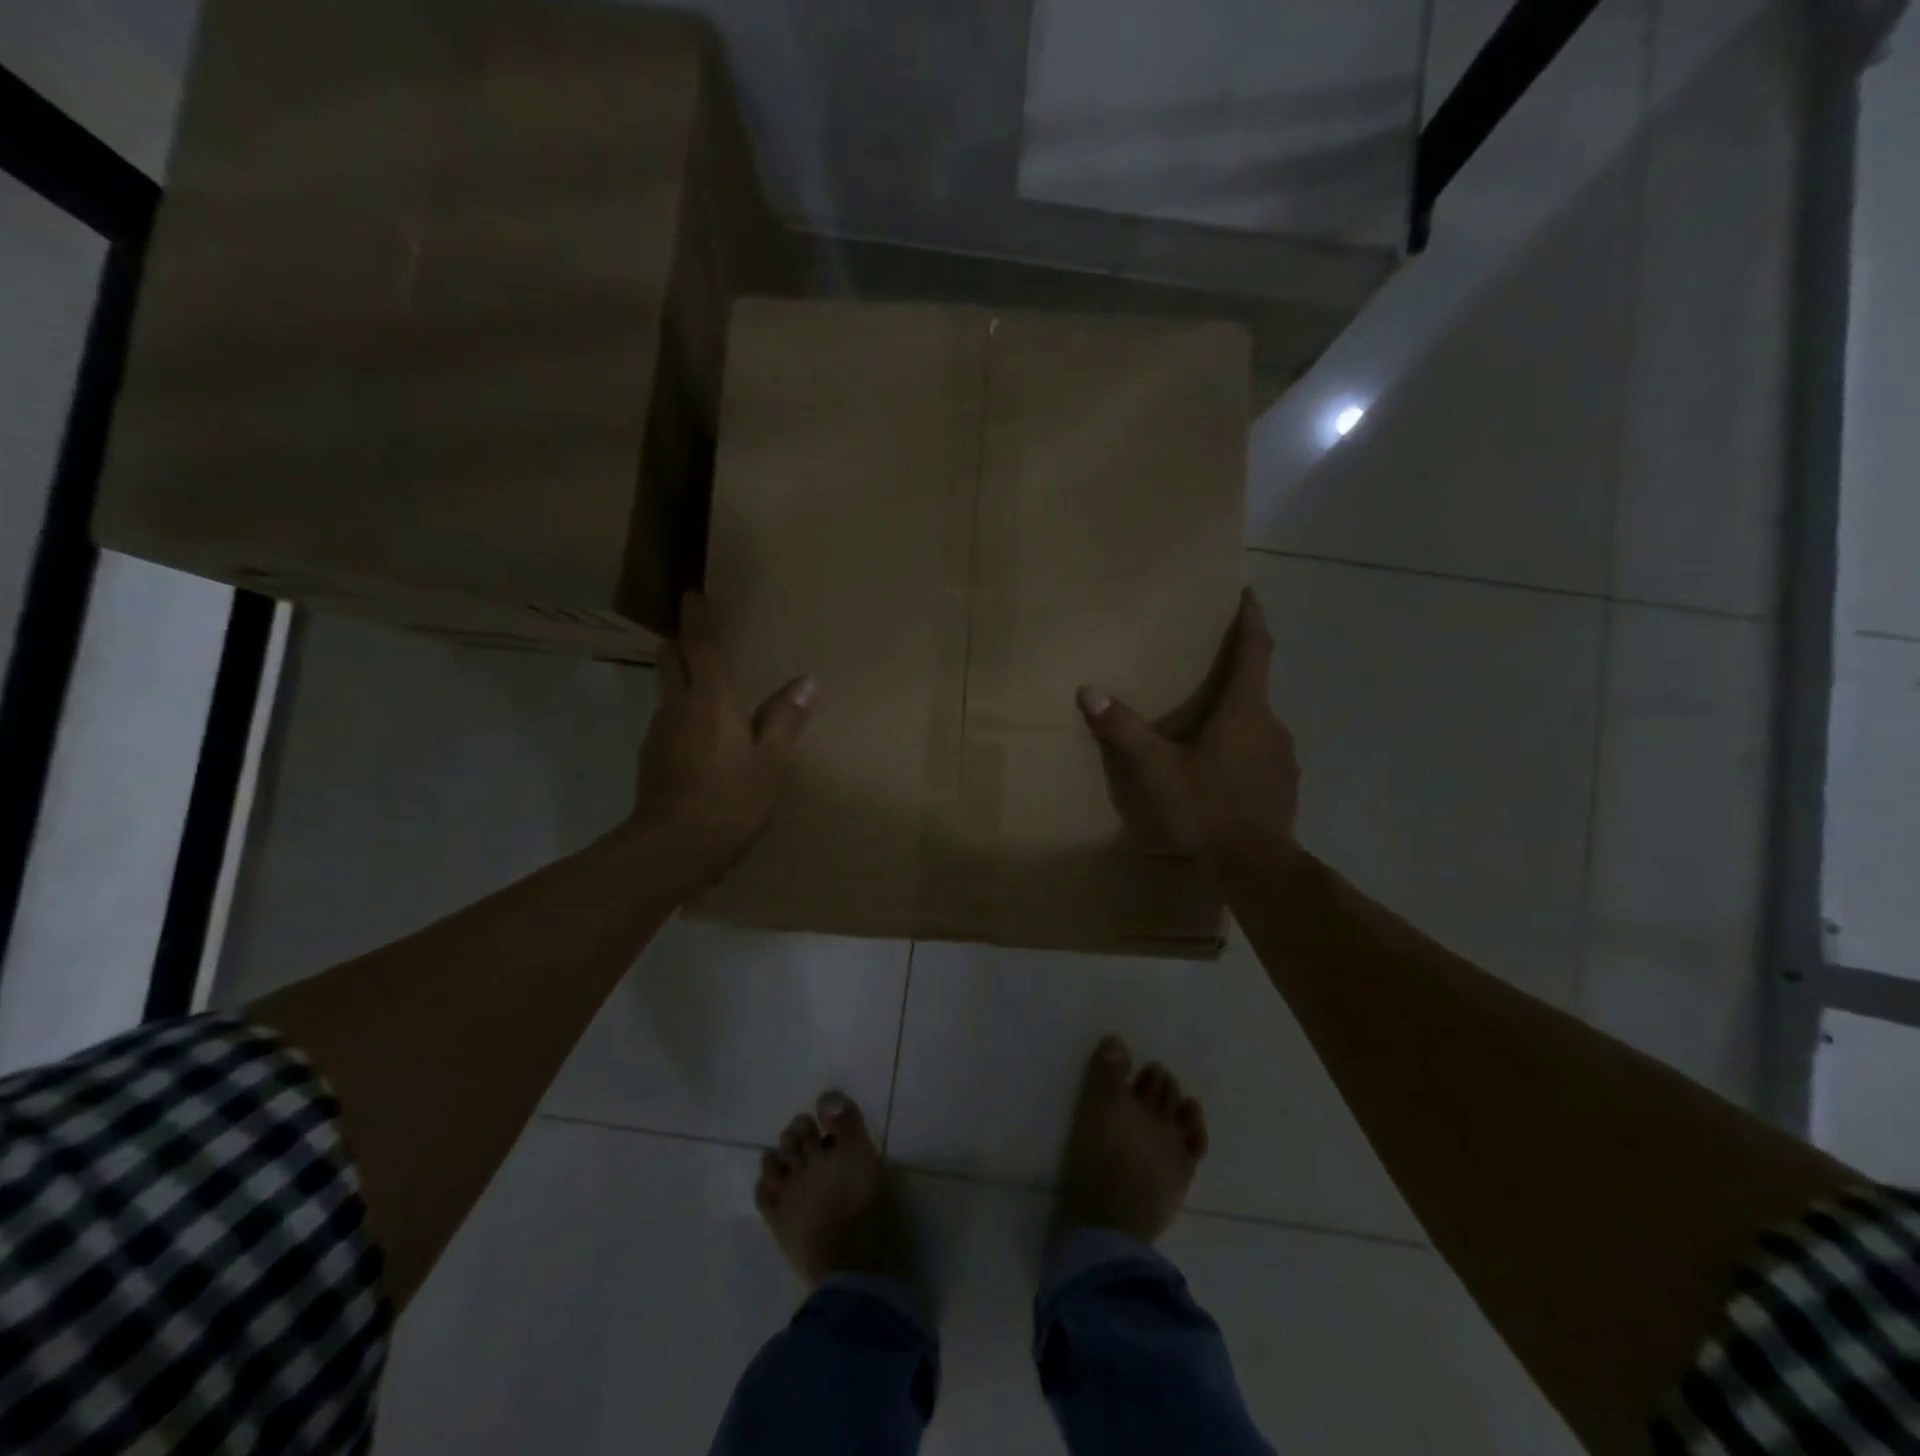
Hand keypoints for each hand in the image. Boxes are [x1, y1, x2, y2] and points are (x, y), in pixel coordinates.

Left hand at [635, 592, 815, 887]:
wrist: (672, 849)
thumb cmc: (730, 800)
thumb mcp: (771, 762)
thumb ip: (785, 719)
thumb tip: (806, 681)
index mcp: (711, 700)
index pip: (702, 646)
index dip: (698, 618)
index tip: (693, 594)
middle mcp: (677, 707)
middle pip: (672, 660)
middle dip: (682, 643)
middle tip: (699, 635)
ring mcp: (659, 733)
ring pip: (668, 691)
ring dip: (682, 679)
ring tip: (708, 685)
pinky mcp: (652, 759)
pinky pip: (669, 721)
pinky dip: (683, 713)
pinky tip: (702, 734)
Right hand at [1076, 589, 1298, 859]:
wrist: (1256, 865)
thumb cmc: (1206, 807)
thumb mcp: (1156, 769)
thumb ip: (1124, 730)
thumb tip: (1089, 691)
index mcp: (1245, 710)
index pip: (1256, 650)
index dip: (1252, 619)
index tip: (1248, 594)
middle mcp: (1272, 725)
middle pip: (1255, 686)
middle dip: (1234, 673)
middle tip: (1206, 669)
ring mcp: (1284, 757)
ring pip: (1258, 723)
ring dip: (1237, 716)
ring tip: (1207, 725)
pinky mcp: (1285, 784)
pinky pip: (1262, 753)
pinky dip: (1243, 748)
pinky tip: (1221, 770)